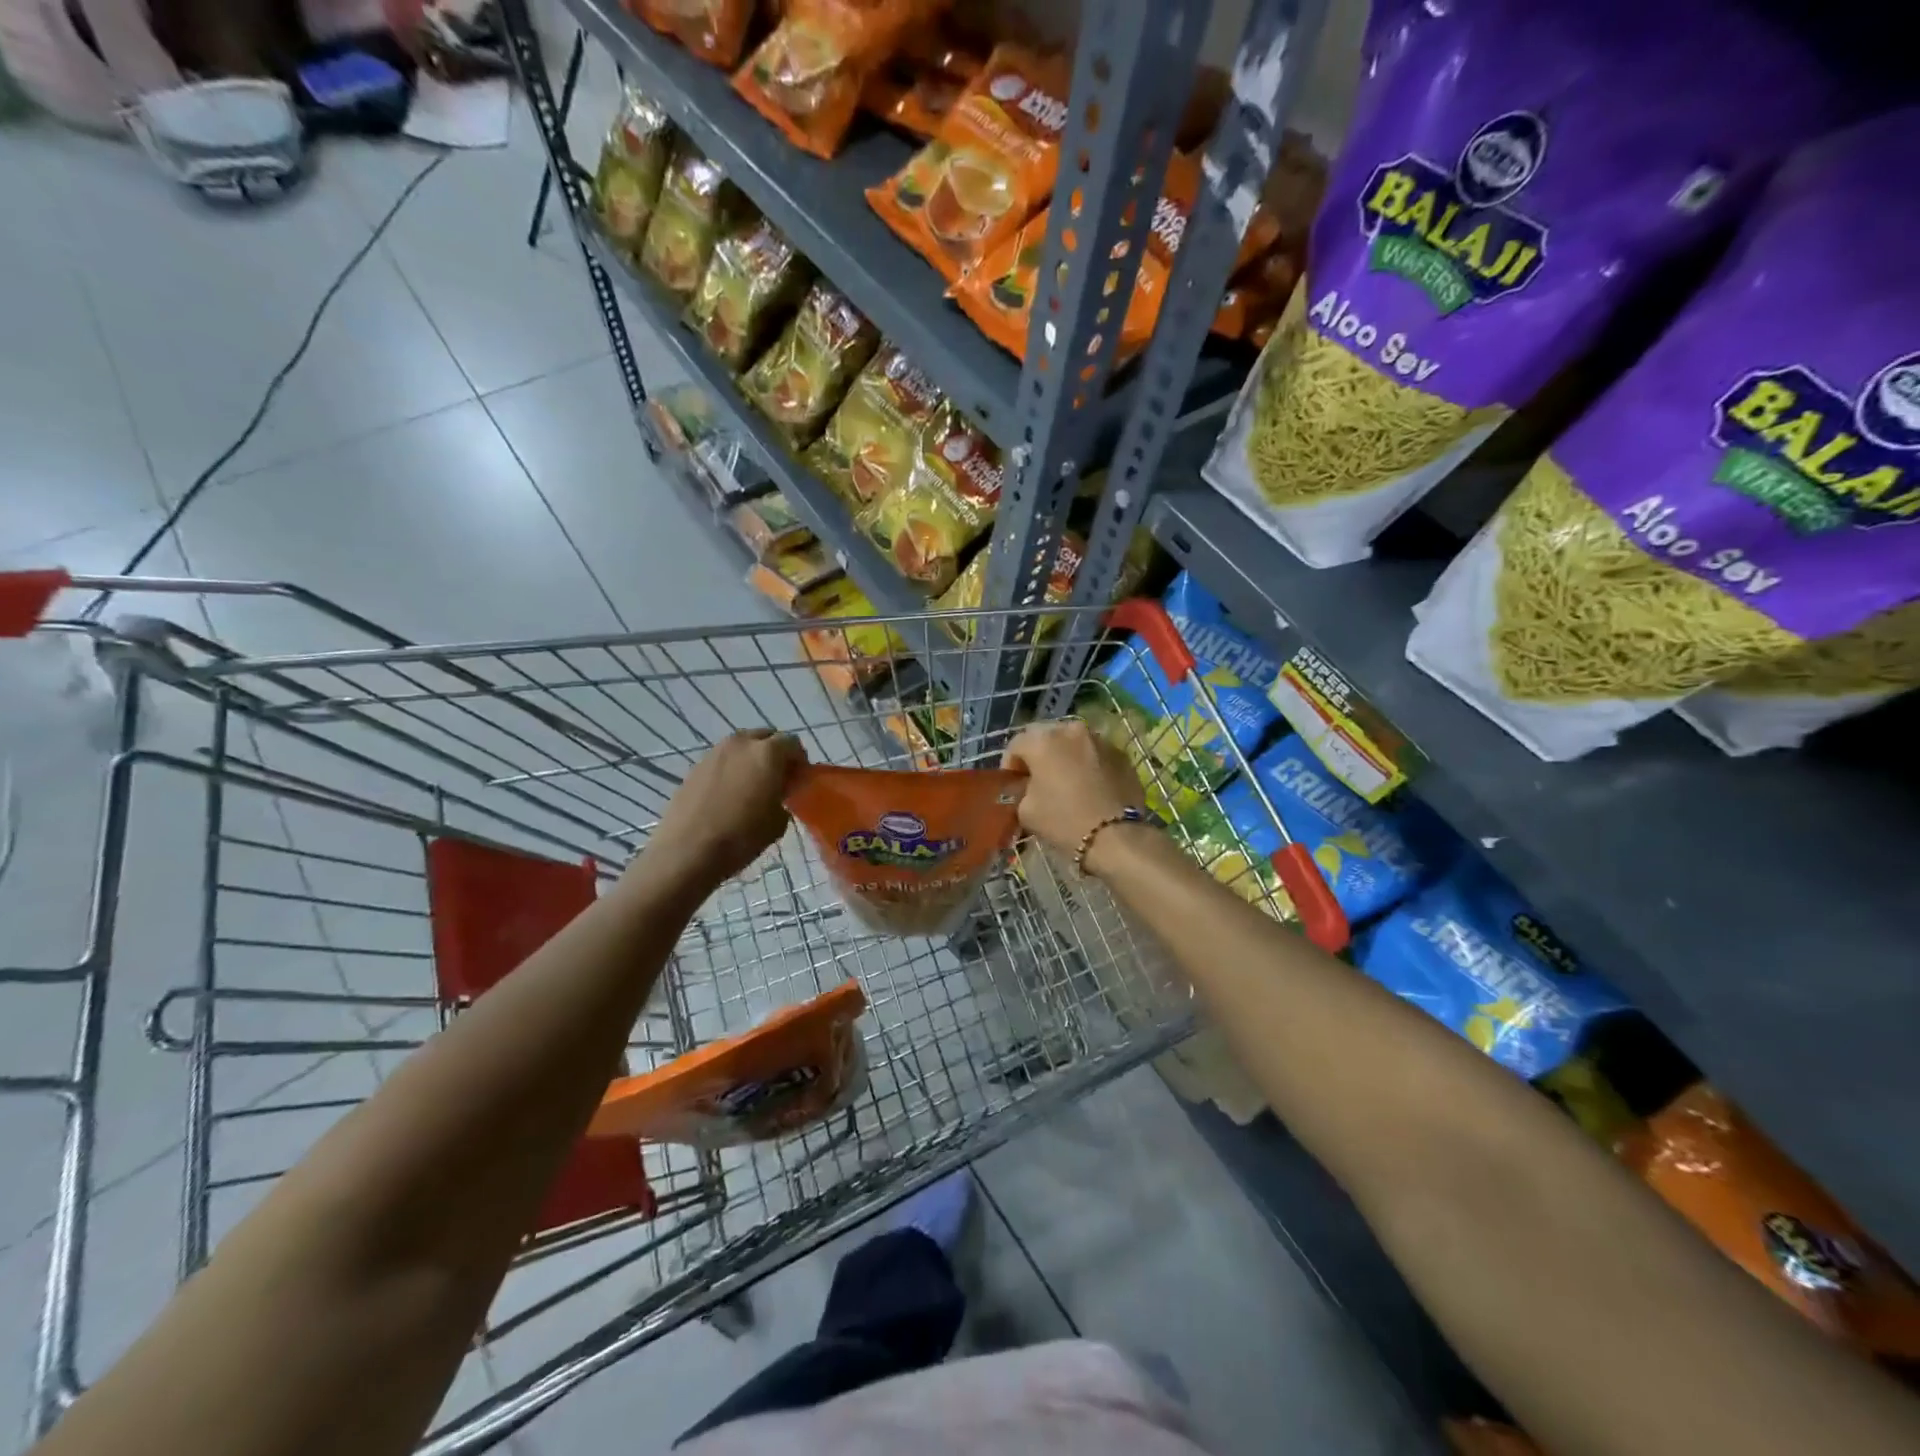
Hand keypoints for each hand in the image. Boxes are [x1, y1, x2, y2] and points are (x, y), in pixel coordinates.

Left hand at [649, 730, 805, 885]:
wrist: (687, 851)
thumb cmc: (741, 837)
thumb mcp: (778, 821)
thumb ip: (783, 798)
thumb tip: (778, 793)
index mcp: (767, 752)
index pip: (792, 743)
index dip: (799, 760)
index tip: (799, 779)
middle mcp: (741, 744)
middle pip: (765, 737)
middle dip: (775, 753)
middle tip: (778, 779)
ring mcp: (714, 753)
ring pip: (741, 747)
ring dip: (751, 759)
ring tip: (752, 786)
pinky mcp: (695, 767)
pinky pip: (722, 761)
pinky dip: (731, 770)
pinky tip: (729, 795)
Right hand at [1002, 719, 1147, 868]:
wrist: (1116, 836)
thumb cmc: (1064, 821)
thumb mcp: (1026, 811)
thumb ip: (1020, 791)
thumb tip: (1026, 786)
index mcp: (1042, 741)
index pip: (1016, 744)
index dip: (1010, 765)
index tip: (1013, 784)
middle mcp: (1071, 731)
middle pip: (1045, 737)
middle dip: (1038, 755)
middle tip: (1037, 779)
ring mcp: (1099, 739)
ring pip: (1073, 742)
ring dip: (1064, 756)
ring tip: (1065, 781)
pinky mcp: (1121, 753)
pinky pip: (1095, 753)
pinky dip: (1087, 764)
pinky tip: (1089, 786)